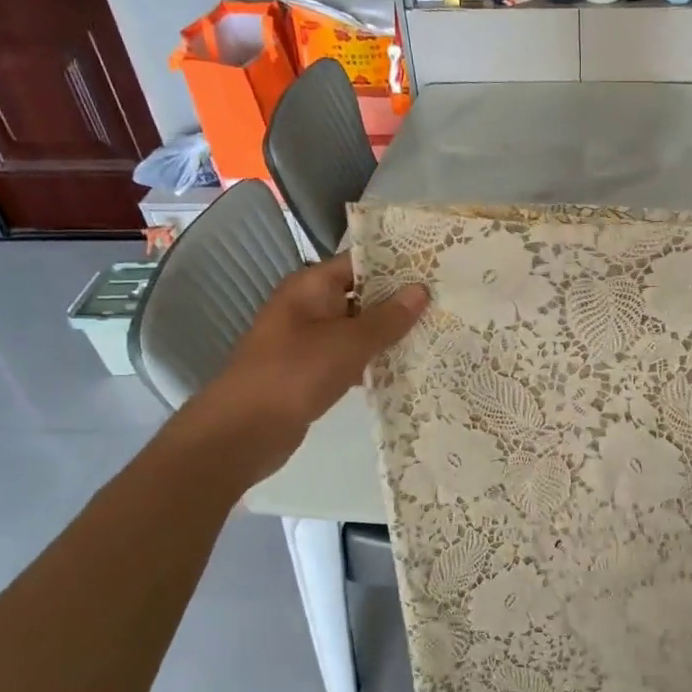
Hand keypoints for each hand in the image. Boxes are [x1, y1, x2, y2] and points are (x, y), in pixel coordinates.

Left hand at [173, 254, 427, 482]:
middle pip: (361, 294)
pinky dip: (373, 360)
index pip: (359, 262)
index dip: (396, 263)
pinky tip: (407, 367)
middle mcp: (308, 306)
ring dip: (389, 333)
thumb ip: (388, 317)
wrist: (245, 430)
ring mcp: (309, 340)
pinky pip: (350, 356)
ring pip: (358, 328)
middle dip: (399, 300)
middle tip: (445, 301)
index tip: (435, 267)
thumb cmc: (296, 373)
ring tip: (435, 331)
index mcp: (311, 286)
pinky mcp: (312, 370)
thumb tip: (421, 289)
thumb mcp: (349, 342)